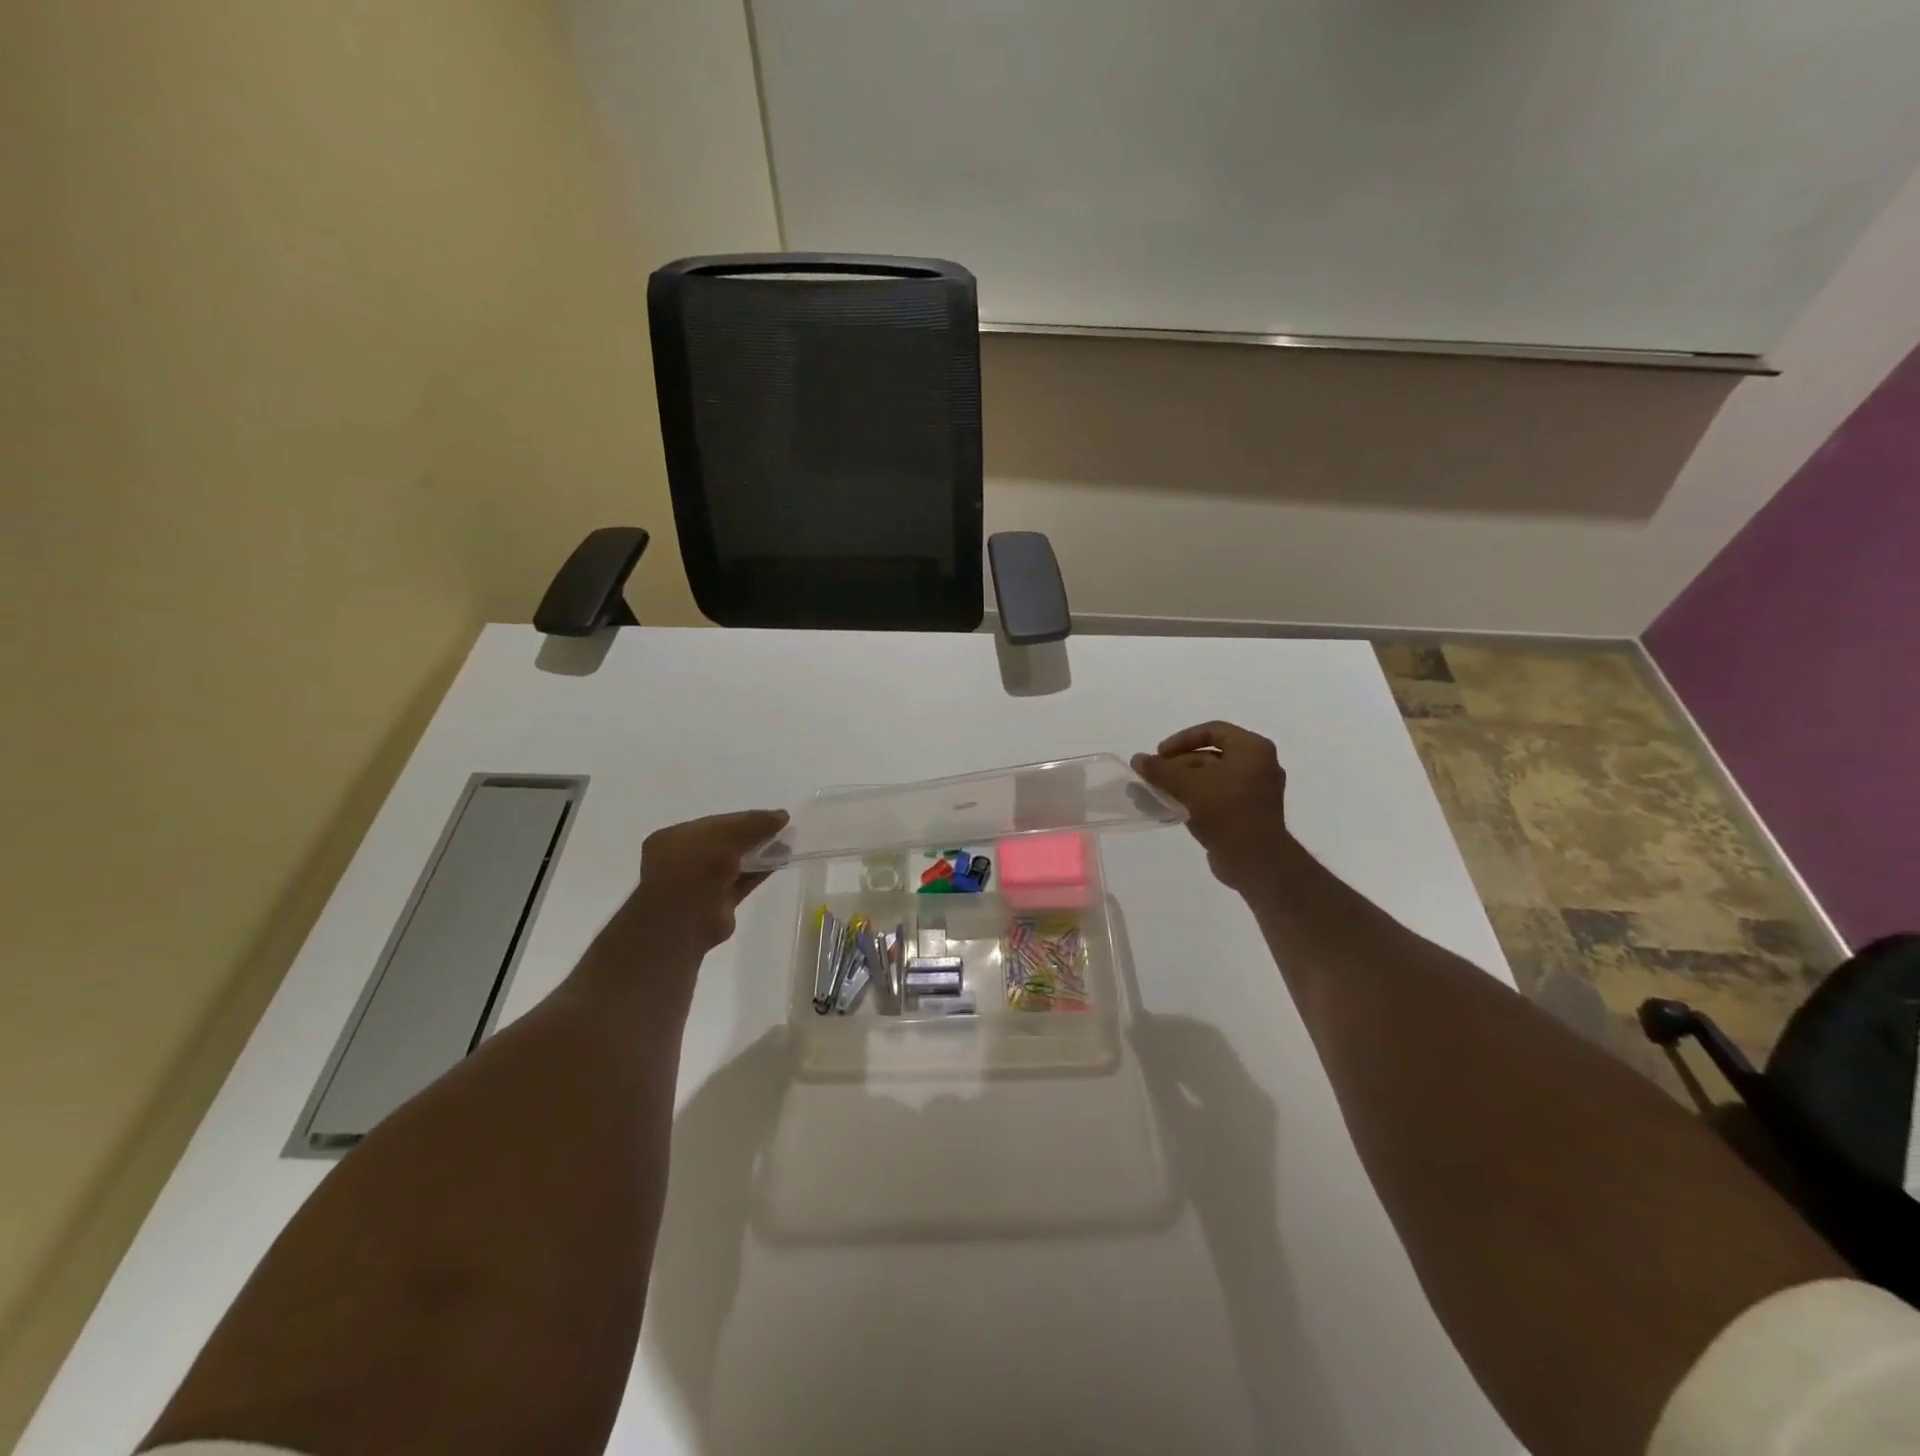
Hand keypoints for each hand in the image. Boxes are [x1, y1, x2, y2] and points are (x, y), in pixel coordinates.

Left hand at [627, 809, 789, 953]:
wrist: (682, 920)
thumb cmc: (695, 866)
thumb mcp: (725, 834)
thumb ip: (753, 823)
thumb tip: (782, 815)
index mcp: (675, 839)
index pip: (714, 824)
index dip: (742, 819)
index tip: (771, 817)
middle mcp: (686, 860)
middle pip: (725, 843)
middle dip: (752, 835)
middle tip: (781, 828)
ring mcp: (701, 884)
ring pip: (735, 863)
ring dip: (759, 853)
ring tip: (787, 843)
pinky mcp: (719, 905)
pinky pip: (743, 882)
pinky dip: (760, 872)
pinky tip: (781, 861)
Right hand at [1132, 721, 1288, 892]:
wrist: (1256, 860)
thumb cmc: (1226, 811)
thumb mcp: (1187, 785)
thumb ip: (1160, 770)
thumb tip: (1137, 759)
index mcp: (1252, 749)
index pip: (1212, 730)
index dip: (1182, 739)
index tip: (1160, 755)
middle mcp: (1259, 765)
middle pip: (1210, 756)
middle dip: (1177, 765)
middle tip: (1153, 777)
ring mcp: (1256, 791)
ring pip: (1211, 779)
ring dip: (1182, 784)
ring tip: (1154, 794)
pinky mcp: (1248, 814)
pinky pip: (1217, 798)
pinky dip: (1195, 799)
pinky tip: (1171, 809)